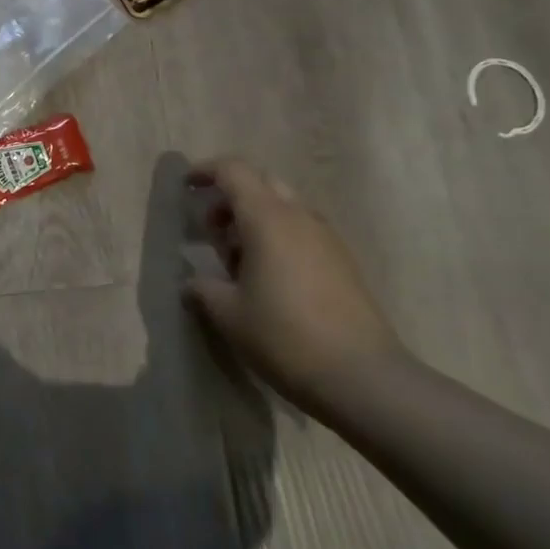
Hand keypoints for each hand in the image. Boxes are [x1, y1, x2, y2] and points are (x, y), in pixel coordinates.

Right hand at [184, 158, 403, 406]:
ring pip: (284, 207)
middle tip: (213, 230)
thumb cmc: (285, 337)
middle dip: (231, 197)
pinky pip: (302, 230)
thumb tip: (191, 283)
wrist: (363, 377)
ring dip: (255, 219)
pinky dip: (278, 237)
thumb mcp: (229, 315)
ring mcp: (326, 238)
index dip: (206, 171)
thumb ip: (203, 290)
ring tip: (239, 262)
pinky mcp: (343, 261)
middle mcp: (299, 217)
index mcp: (267, 218)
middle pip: (261, 183)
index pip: (233, 171)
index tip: (186, 187)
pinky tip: (270, 279)